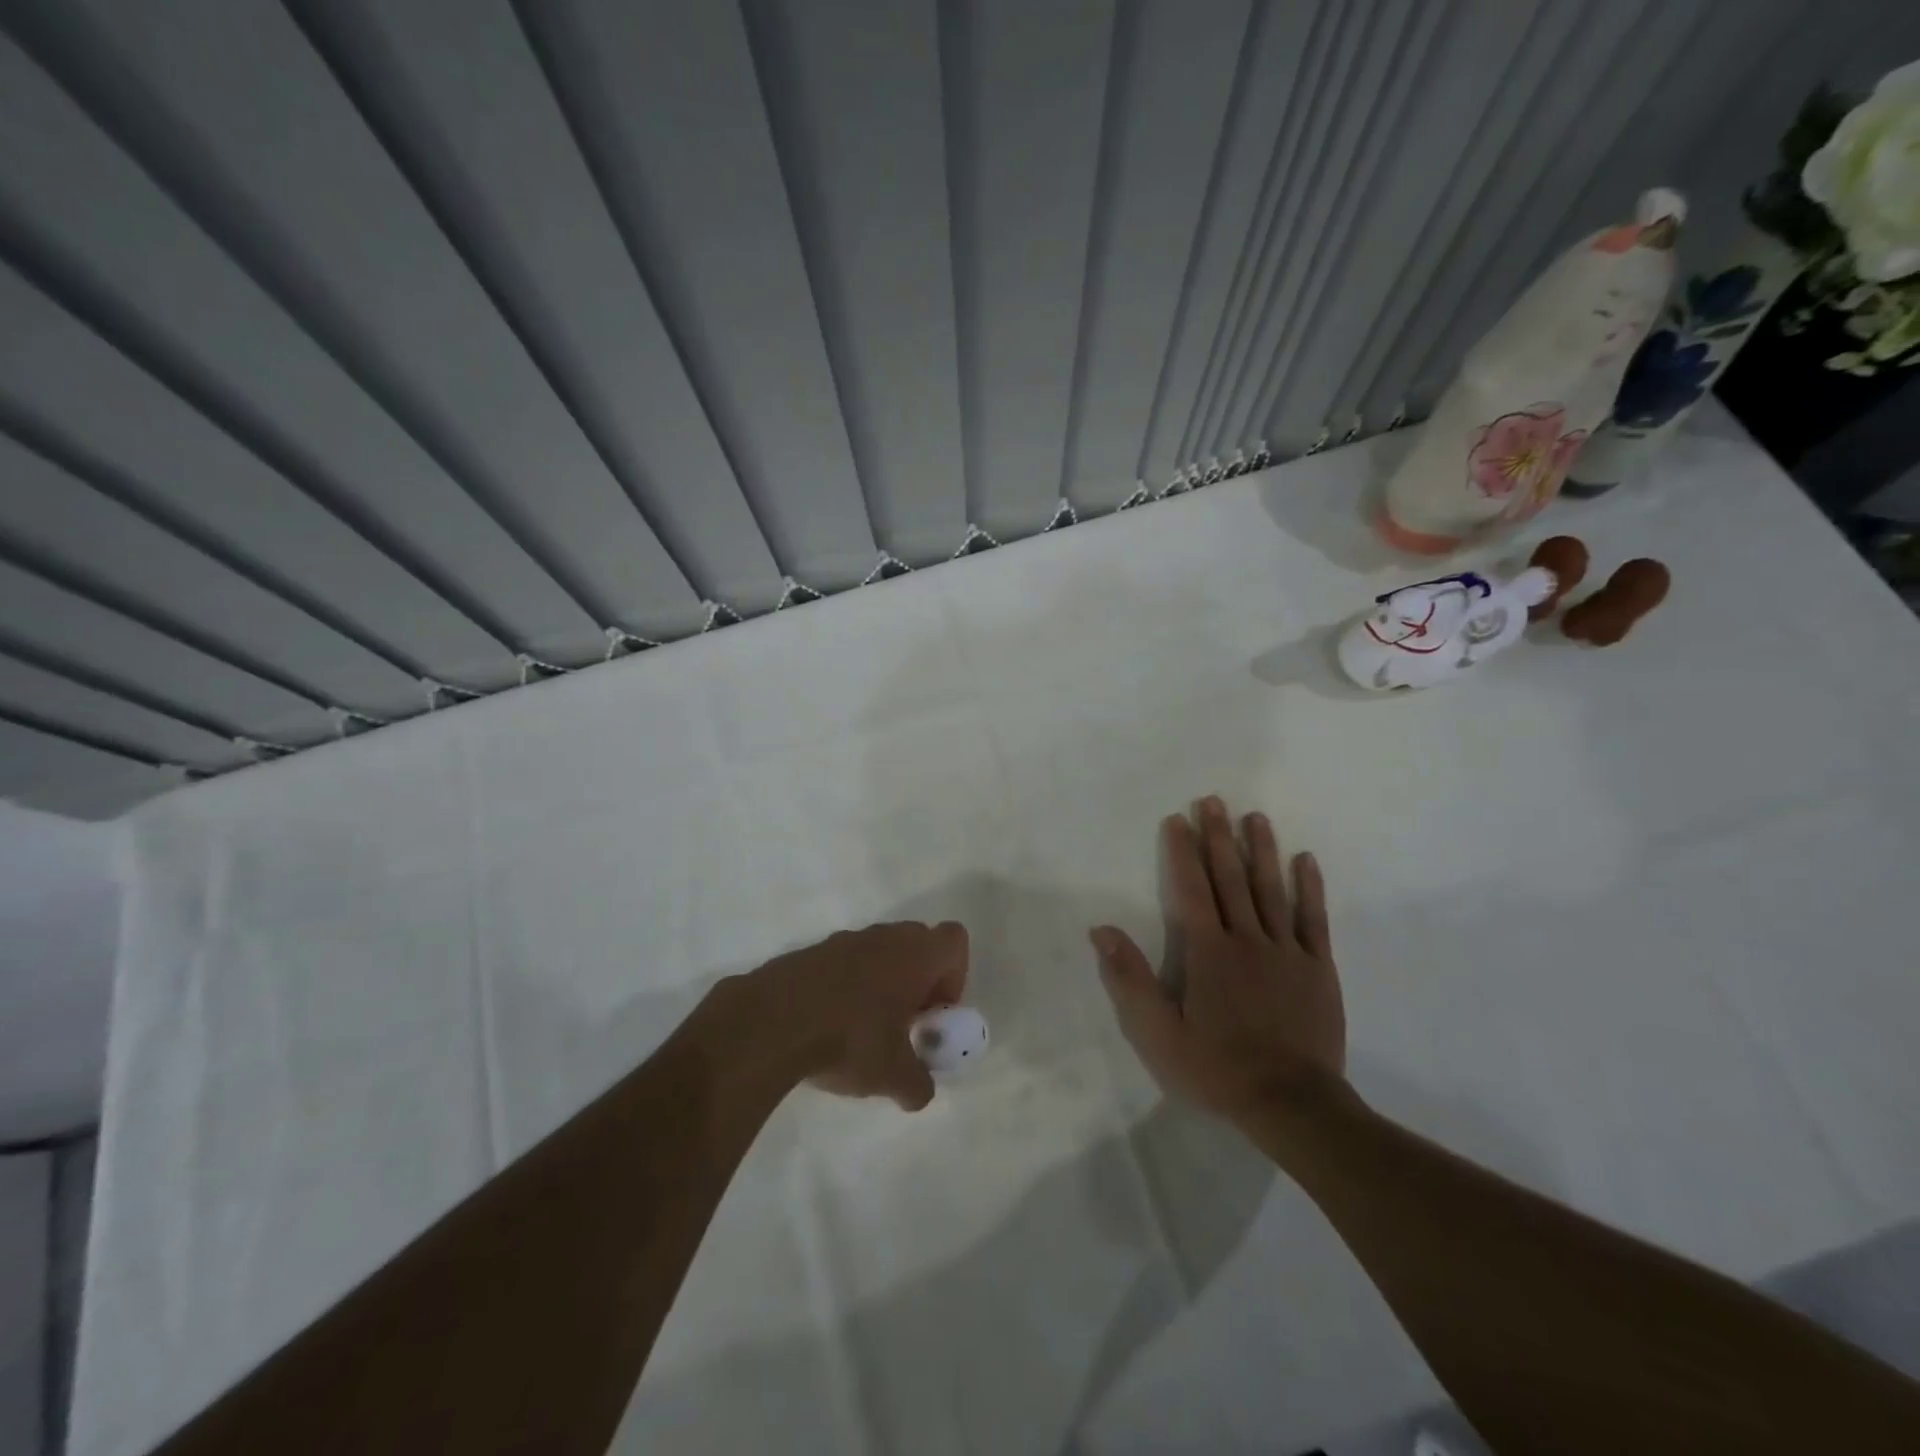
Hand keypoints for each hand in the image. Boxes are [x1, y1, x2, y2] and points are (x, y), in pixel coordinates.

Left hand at [746, 922, 969, 1110]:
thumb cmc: (848, 1040)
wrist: (770, 1023)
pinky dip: (844, 986)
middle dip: (918, 979)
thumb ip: (918, 1085)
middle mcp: (883, 938)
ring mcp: (843, 940)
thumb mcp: (893, 1077)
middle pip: (918, 942)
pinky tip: (827, 1025)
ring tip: (862, 1029)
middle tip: (905, 1022)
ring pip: (878, 951)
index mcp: (914, 956)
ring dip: (881, 981)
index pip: (955, 941)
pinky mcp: (809, 952)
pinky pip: (842, 962)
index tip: (935, 1012)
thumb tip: (920, 1093)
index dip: (955, 976)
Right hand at [1091, 797, 1344, 1128]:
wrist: (1293, 1105)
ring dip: (1261, 850)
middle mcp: (1247, 939)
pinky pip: (1314, 920)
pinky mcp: (1318, 968)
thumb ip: (1130, 979)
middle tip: (1213, 800)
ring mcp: (1287, 951)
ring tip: (1255, 817)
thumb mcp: (1158, 1033)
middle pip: (1230, 878)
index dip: (1182, 852)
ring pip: (1272, 890)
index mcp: (1208, 952)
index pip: (1191, 889)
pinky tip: (1306, 860)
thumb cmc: (1218, 1068)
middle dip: (1218, 837)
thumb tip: (1102, 930)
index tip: (1177, 819)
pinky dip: (1310, 888)